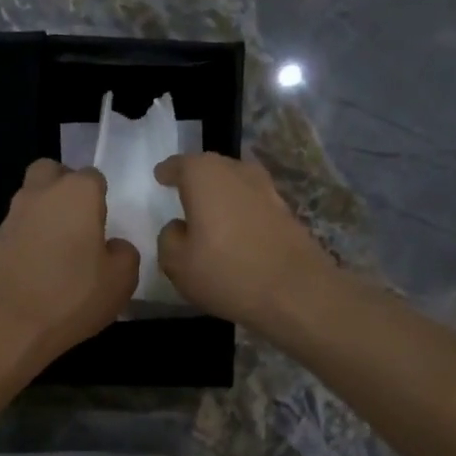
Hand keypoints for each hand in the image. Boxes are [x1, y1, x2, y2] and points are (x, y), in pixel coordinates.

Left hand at [0, 159, 138, 373]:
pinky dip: (29, 237)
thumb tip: (114, 246)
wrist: (6, 322)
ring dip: (45, 213)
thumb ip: (125, 254)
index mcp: (78, 192)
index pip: (94, 177)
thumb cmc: (71, 294)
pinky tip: (39, 266)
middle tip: (79, 220)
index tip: (105, 222)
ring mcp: (13, 215)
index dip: (101, 196)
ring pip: (31, 198)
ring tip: (60, 248)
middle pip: (52, 172)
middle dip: (64, 186)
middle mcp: (42, 193)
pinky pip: (18, 227)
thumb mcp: (121, 280)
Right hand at [154, 153, 336, 332]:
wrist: (295, 290)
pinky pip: (252, 203)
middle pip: (210, 168)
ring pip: (234, 184)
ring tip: (208, 214)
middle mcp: (236, 171)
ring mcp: (266, 189)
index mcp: (204, 175)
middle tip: (182, 194)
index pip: (179, 165)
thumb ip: (168, 239)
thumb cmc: (226, 271)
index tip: (160, 177)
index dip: (167, 171)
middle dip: (195, 179)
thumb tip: (179, 227)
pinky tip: (234, 231)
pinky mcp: (285, 211)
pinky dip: (240, 211)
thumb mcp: (177, 263)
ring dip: (221, 195)